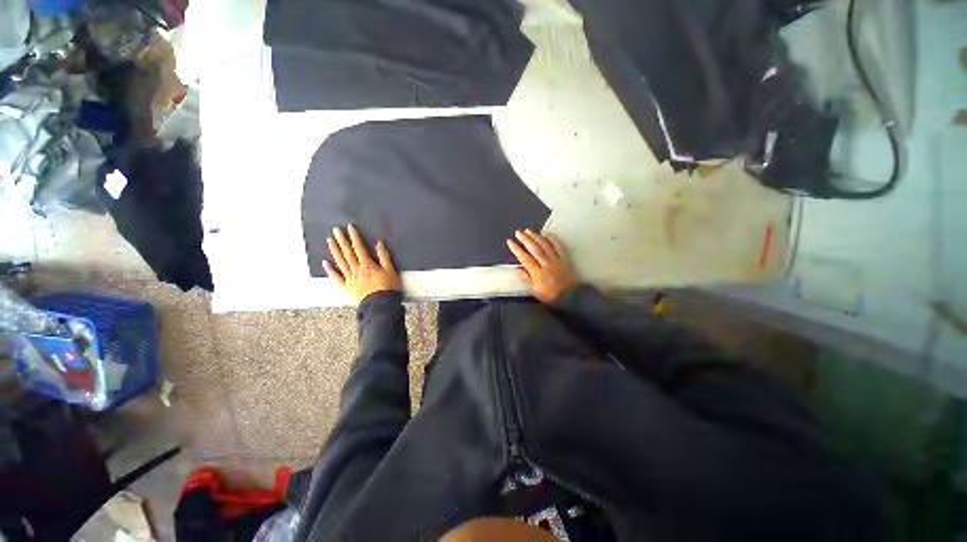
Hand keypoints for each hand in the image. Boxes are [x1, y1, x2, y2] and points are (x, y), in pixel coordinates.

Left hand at [323, 225, 400, 303]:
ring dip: (334, 250)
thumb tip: (378, 244)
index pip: (359, 247)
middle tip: (335, 230)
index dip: (354, 237)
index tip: (350, 228)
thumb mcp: (391, 270)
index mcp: (367, 265)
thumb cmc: (388, 288)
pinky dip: (330, 270)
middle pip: (347, 252)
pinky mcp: (347, 287)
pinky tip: (325, 263)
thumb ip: (384, 257)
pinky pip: (336, 277)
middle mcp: (356, 270)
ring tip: (330, 241)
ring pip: (340, 262)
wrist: (380, 305)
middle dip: (341, 240)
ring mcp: (350, 278)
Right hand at [507, 229, 576, 303]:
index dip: (516, 249)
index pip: (525, 258)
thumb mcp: (535, 291)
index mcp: (538, 273)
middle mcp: (546, 264)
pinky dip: (552, 239)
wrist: (570, 296)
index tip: (510, 242)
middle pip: (534, 248)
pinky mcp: (564, 258)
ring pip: (545, 245)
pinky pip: (558, 246)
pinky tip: (547, 234)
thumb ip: (526, 279)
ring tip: (528, 231)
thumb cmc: (550, 295)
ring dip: (536, 237)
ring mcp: (556, 260)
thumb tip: (518, 269)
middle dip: (525, 239)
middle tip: (518, 232)